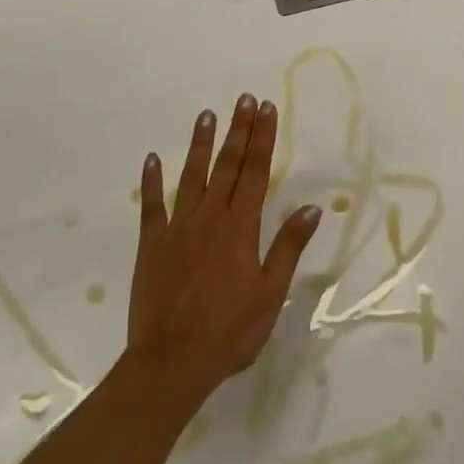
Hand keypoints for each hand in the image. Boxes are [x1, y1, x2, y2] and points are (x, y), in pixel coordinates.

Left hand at [127, 94, 322, 404]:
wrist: (171, 363)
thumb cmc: (229, 332)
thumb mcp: (270, 293)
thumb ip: (288, 247)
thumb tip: (312, 207)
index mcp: (241, 227)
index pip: (256, 172)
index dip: (263, 138)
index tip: (267, 109)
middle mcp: (210, 217)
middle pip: (227, 166)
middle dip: (238, 130)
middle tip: (244, 99)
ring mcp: (178, 228)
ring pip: (191, 176)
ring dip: (200, 144)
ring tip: (207, 114)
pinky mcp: (152, 245)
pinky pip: (151, 206)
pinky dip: (151, 181)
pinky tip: (152, 159)